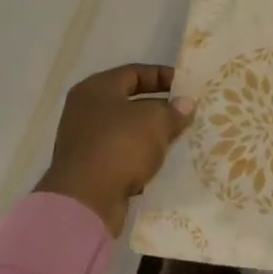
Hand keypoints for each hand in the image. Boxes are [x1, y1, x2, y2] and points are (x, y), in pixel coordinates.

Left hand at [35, 64, 194, 236]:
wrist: (85, 201)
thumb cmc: (120, 146)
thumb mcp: (156, 121)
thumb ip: (174, 110)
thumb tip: (185, 104)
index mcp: (96, 88)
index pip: (135, 72)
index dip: (163, 76)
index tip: (187, 86)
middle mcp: (85, 110)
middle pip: (130, 102)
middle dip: (161, 107)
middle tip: (187, 113)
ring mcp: (85, 141)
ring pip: (128, 130)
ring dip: (152, 134)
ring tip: (180, 137)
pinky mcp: (89, 168)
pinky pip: (122, 154)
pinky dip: (141, 156)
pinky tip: (163, 161)